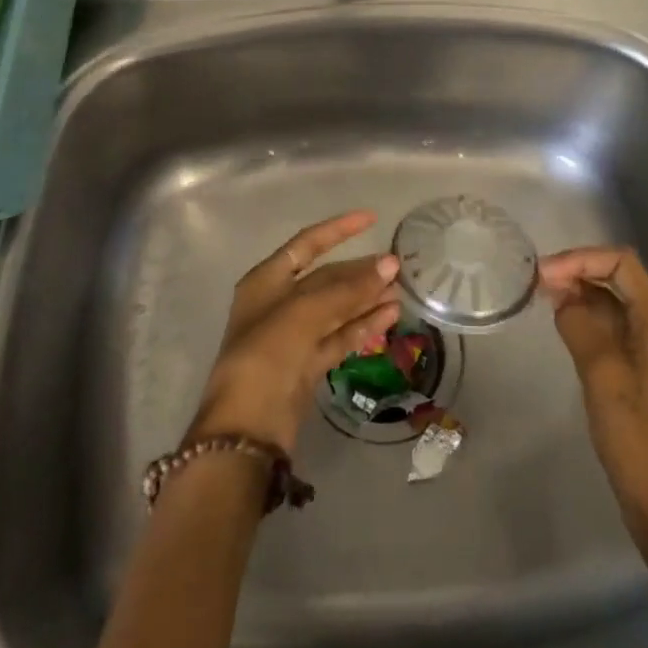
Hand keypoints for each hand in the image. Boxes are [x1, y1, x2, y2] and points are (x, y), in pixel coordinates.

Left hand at [188, 211, 402, 455]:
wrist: (247, 429)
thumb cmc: (266, 356)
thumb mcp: (304, 314)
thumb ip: (348, 289)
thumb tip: (390, 265)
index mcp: (265, 282)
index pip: (306, 245)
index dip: (338, 230)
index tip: (371, 219)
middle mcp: (279, 305)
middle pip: (326, 278)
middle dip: (359, 271)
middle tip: (397, 266)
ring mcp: (293, 337)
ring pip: (336, 309)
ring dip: (366, 299)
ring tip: (401, 291)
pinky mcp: (307, 366)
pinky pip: (340, 336)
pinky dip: (363, 326)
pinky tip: (390, 316)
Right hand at [538, 247, 647, 589]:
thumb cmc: (637, 440)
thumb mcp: (602, 377)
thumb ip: (580, 326)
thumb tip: (560, 295)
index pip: (622, 262)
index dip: (580, 259)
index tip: (543, 275)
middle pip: (619, 277)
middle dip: (578, 271)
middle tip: (536, 284)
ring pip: (615, 301)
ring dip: (581, 293)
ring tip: (542, 299)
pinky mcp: (645, 368)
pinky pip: (615, 326)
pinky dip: (588, 317)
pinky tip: (562, 324)